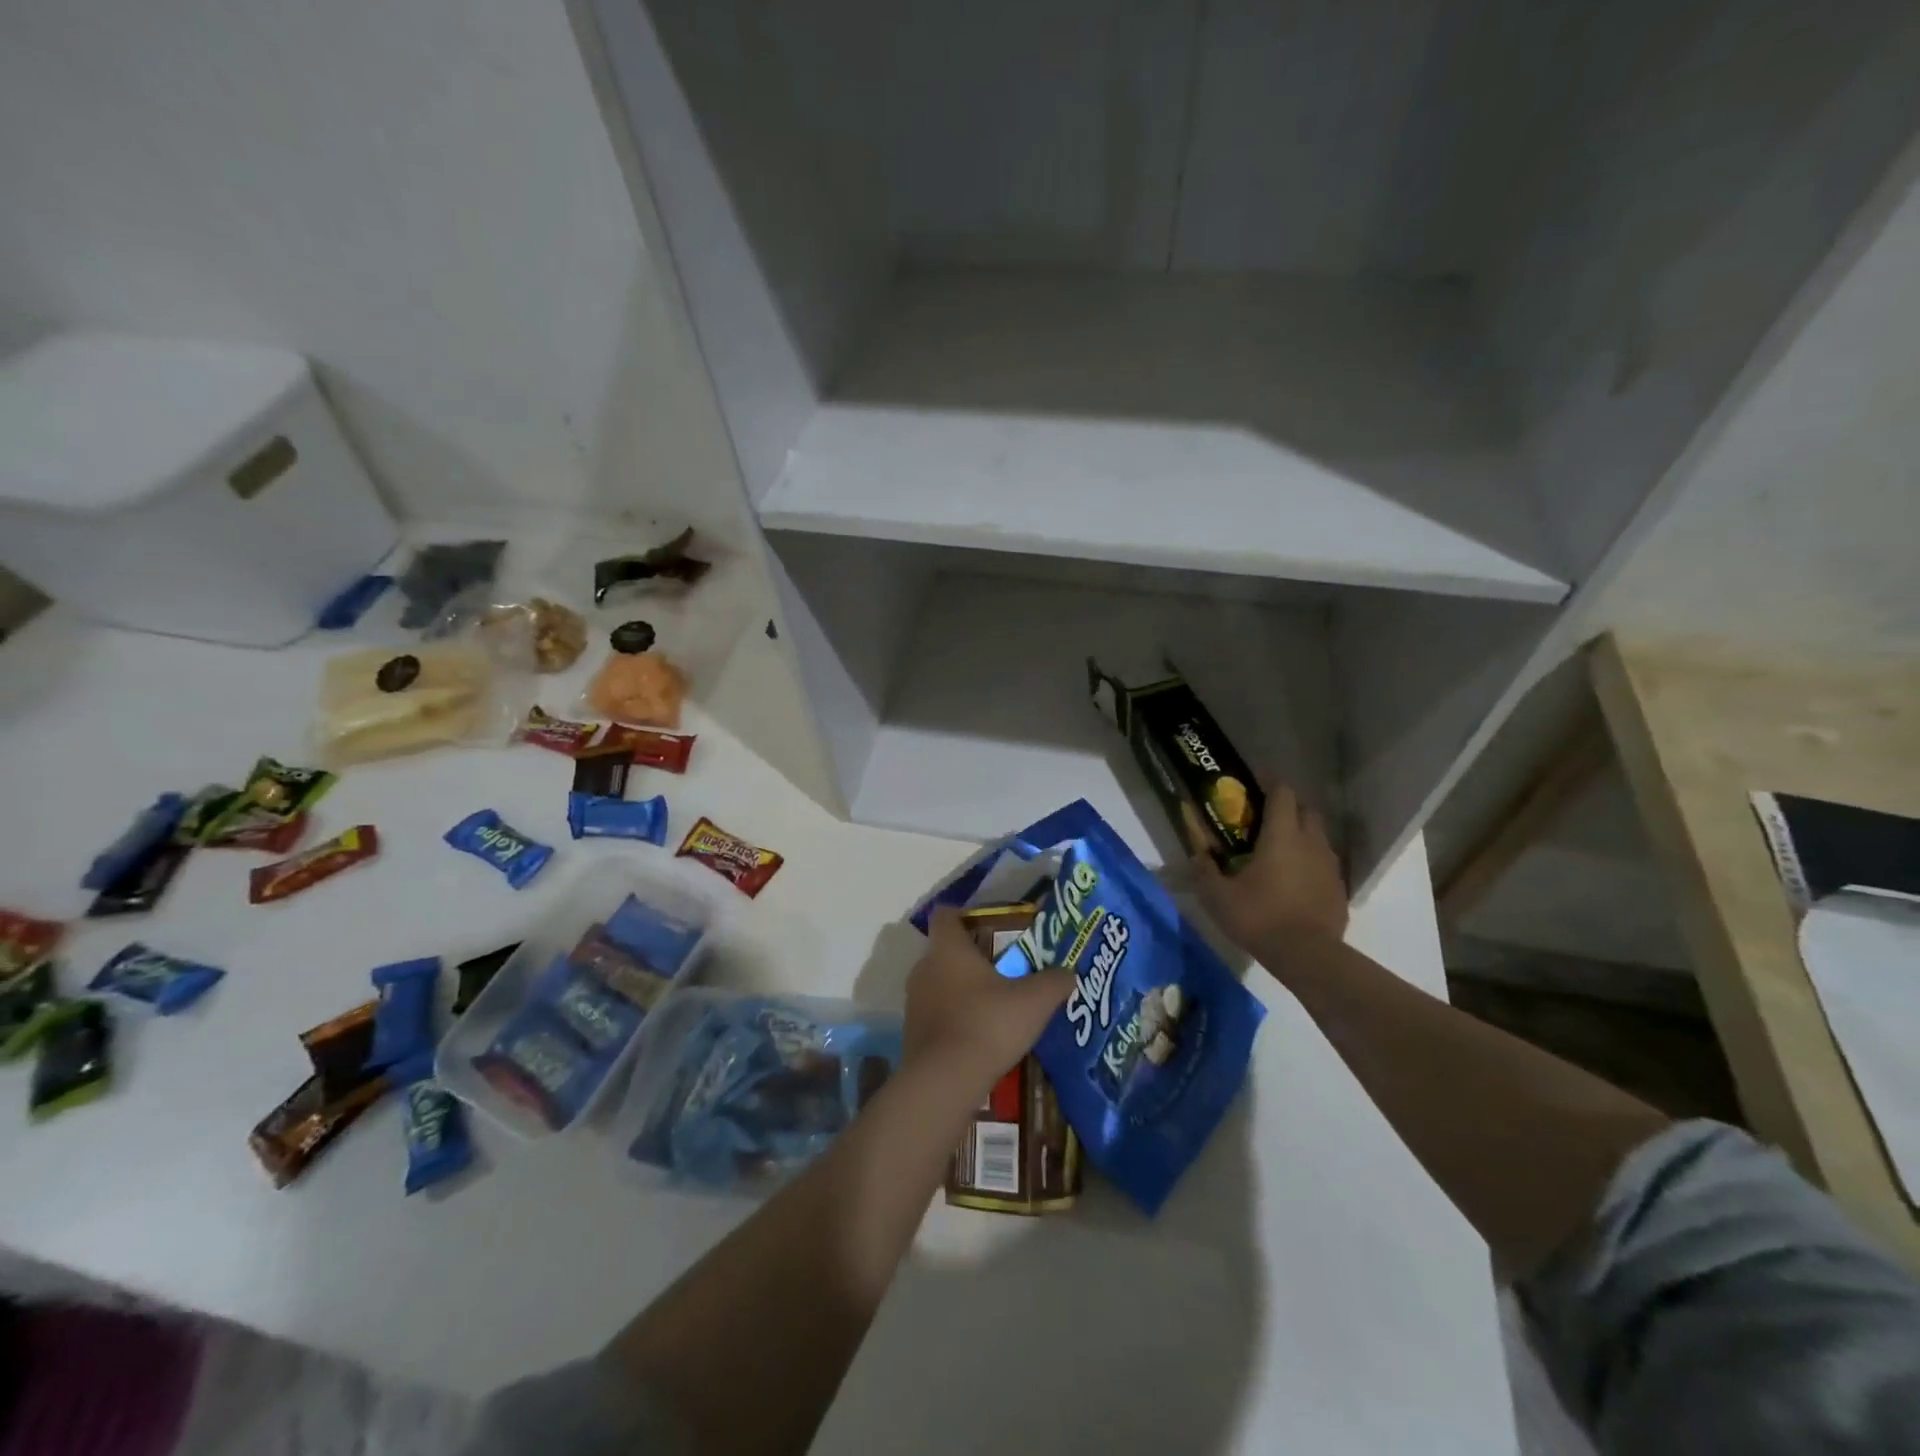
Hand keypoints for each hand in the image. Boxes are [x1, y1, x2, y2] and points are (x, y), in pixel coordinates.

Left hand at [903, 908, 1073, 1093]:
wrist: (945, 1081)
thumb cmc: (988, 1025)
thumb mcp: (1034, 1002)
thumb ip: (1054, 982)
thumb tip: (1069, 973)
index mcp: (948, 949)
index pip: (946, 915)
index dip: (964, 914)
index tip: (986, 925)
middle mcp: (924, 968)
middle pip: (944, 951)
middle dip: (970, 957)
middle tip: (1002, 969)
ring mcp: (914, 1001)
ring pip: (939, 983)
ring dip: (961, 990)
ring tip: (993, 1005)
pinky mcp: (912, 1032)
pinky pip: (935, 1014)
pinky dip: (953, 1018)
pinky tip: (979, 1035)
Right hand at [1189, 779, 1348, 962]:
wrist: (1307, 956)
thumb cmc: (1259, 917)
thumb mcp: (1217, 896)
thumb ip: (1205, 869)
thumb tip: (1198, 853)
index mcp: (1281, 835)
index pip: (1282, 793)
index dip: (1270, 781)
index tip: (1256, 780)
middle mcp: (1311, 842)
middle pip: (1306, 809)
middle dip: (1288, 806)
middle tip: (1265, 817)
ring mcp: (1329, 865)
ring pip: (1318, 836)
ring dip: (1301, 834)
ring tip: (1279, 849)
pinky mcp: (1339, 888)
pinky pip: (1324, 863)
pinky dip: (1310, 862)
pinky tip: (1294, 879)